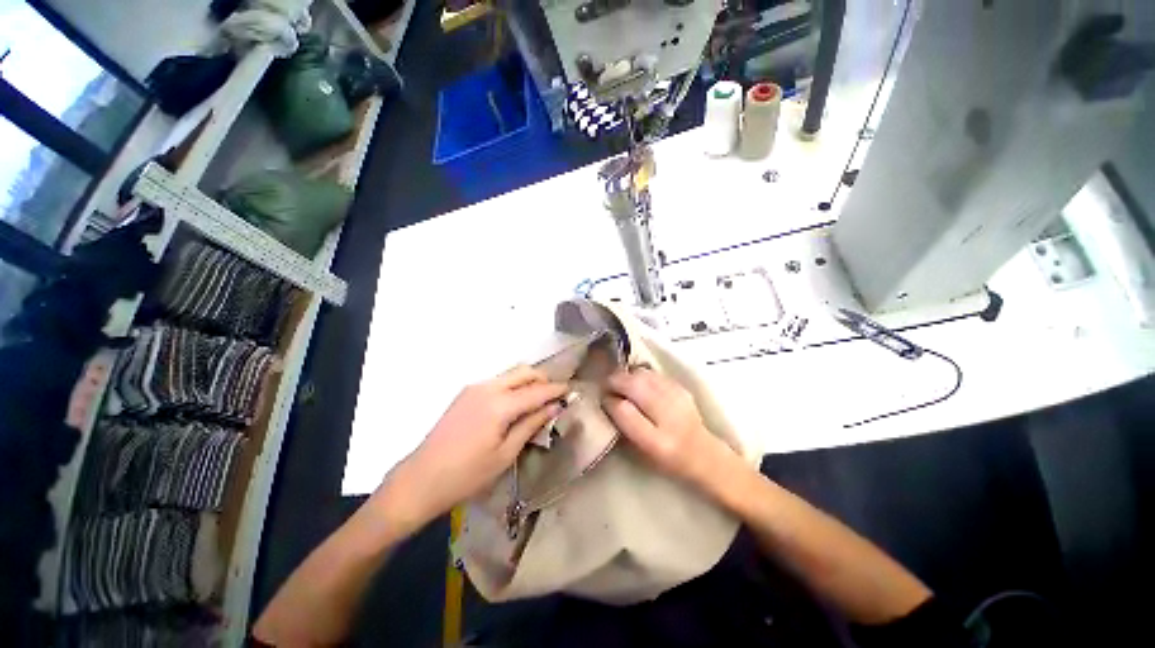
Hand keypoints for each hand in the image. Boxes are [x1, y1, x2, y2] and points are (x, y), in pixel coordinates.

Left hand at [383, 366, 567, 526]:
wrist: (420, 479)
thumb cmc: (467, 474)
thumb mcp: (505, 454)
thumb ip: (531, 425)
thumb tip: (554, 407)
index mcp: (500, 404)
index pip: (536, 391)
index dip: (556, 389)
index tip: (571, 389)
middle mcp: (488, 388)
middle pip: (523, 372)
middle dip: (543, 379)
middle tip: (556, 393)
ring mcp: (474, 388)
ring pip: (510, 374)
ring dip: (528, 381)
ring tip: (539, 398)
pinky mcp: (466, 393)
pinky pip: (498, 381)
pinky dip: (513, 385)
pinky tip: (516, 402)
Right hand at [603, 368, 734, 486]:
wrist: (703, 453)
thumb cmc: (668, 458)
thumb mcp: (643, 450)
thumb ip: (625, 425)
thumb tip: (608, 400)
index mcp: (655, 441)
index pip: (623, 410)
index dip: (609, 401)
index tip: (602, 399)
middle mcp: (667, 416)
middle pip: (633, 385)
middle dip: (615, 381)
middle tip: (606, 385)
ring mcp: (676, 398)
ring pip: (643, 375)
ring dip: (627, 375)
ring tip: (620, 382)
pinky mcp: (680, 387)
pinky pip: (654, 374)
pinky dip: (641, 374)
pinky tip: (638, 381)